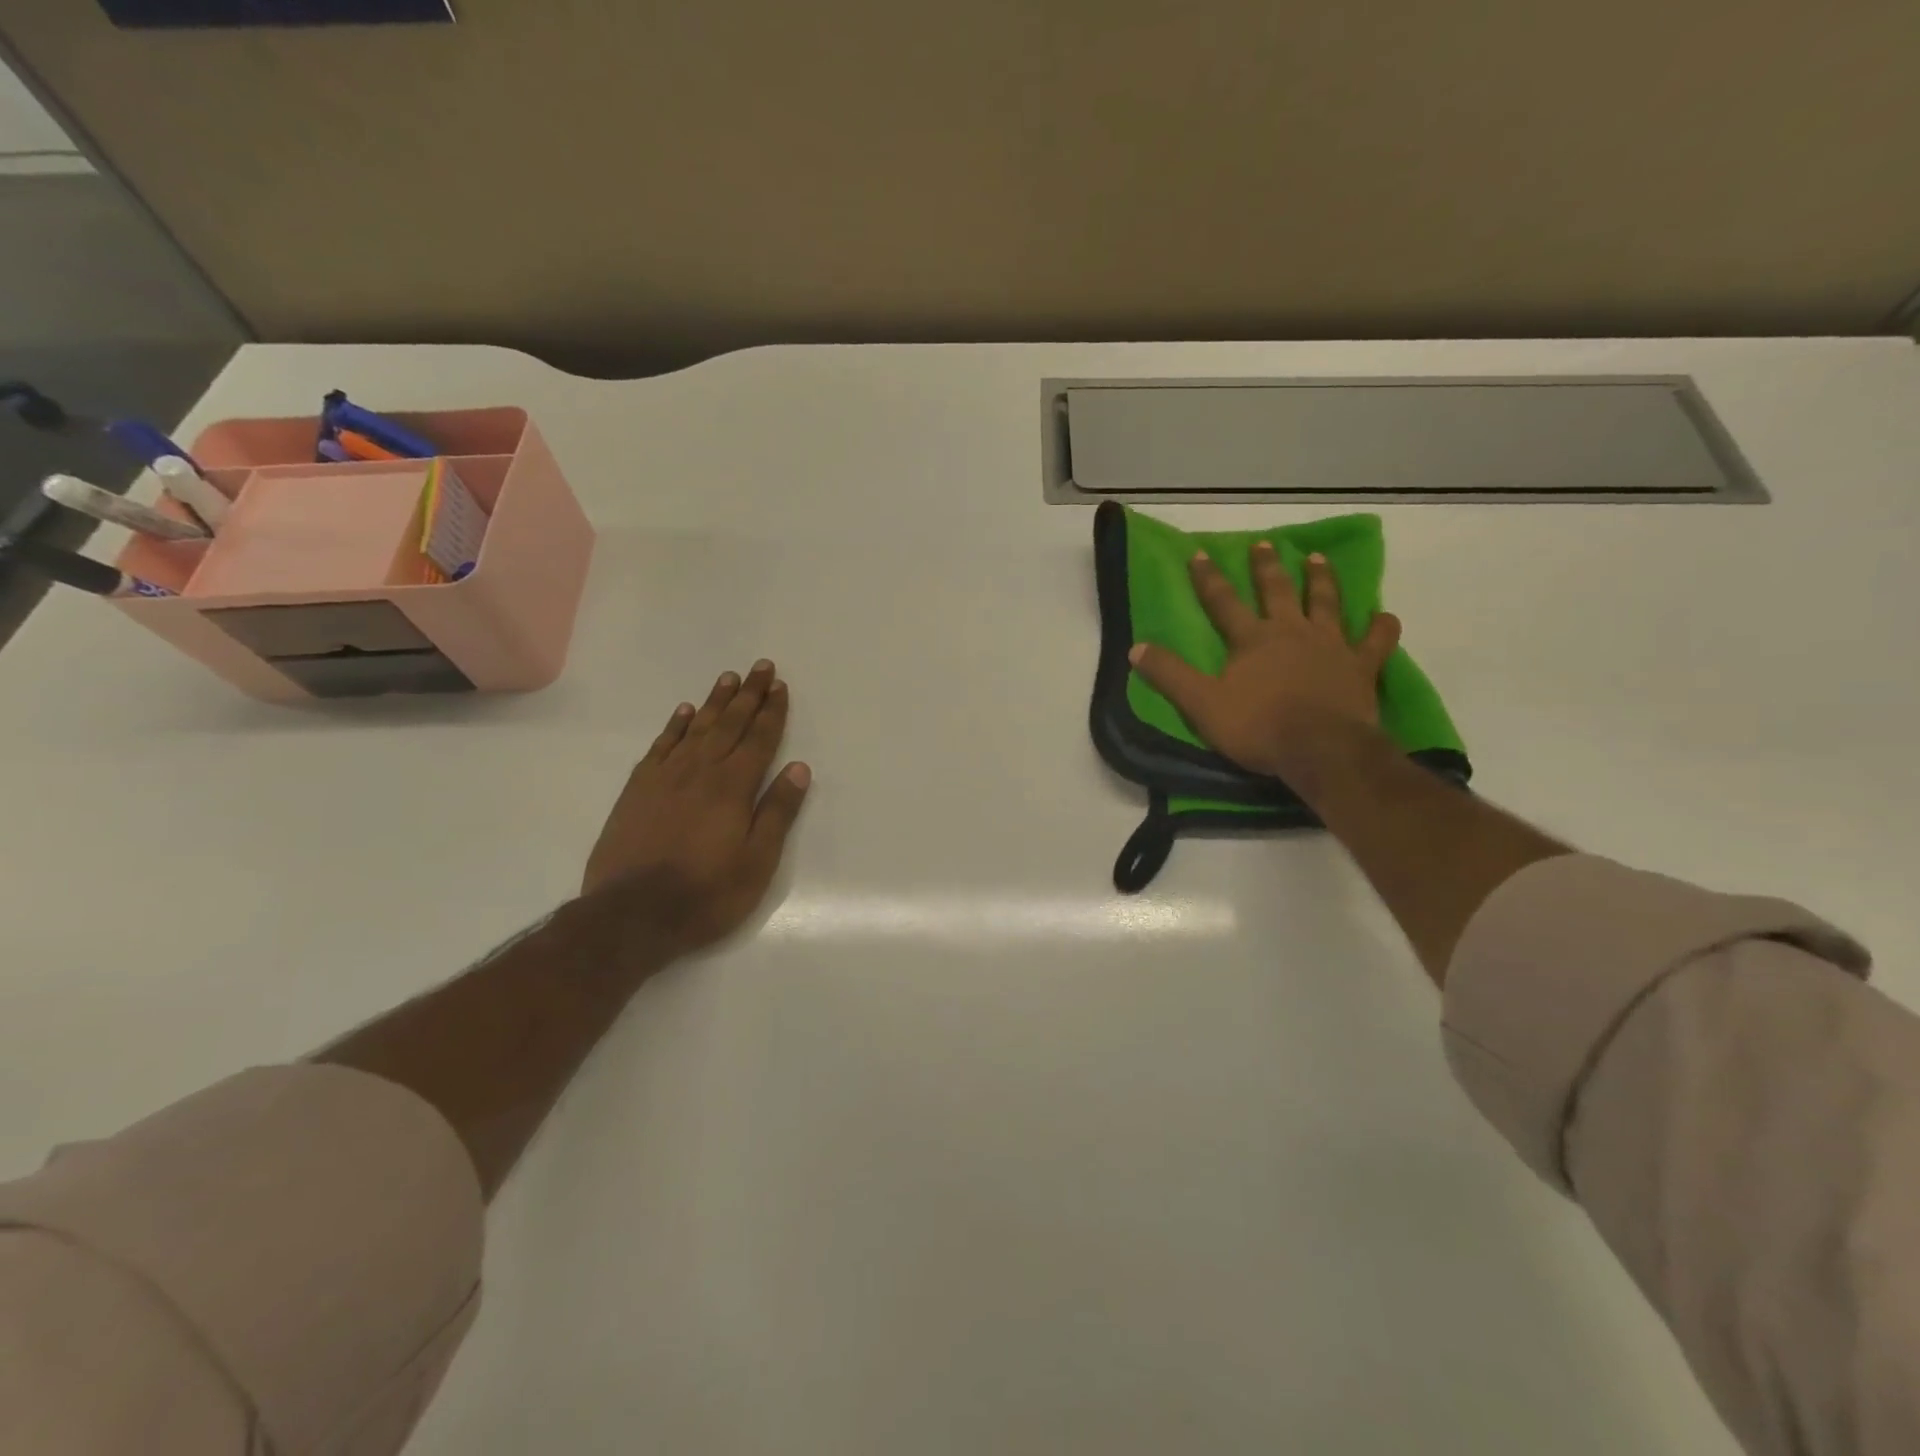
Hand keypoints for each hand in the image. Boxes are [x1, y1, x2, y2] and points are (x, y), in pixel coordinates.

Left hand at [583, 660, 810, 959]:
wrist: (631, 915)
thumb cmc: (706, 894)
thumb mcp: (757, 862)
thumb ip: (777, 812)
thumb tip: (799, 768)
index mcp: (733, 788)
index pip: (759, 740)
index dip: (772, 712)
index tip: (780, 686)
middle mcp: (700, 772)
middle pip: (729, 724)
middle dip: (748, 695)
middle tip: (761, 667)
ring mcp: (665, 778)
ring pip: (695, 728)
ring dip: (714, 702)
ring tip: (728, 678)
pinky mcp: (638, 790)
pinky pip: (661, 746)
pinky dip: (675, 726)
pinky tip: (684, 713)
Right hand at [1128, 544, 1400, 778]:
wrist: (1319, 749)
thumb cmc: (1258, 727)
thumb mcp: (1201, 704)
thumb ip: (1170, 675)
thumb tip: (1135, 648)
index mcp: (1252, 639)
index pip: (1223, 602)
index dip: (1208, 578)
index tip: (1199, 553)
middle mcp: (1291, 632)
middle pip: (1277, 591)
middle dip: (1266, 567)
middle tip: (1264, 544)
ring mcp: (1331, 645)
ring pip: (1326, 603)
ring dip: (1320, 579)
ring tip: (1317, 558)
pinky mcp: (1361, 666)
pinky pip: (1376, 641)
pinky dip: (1381, 627)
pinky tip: (1384, 616)